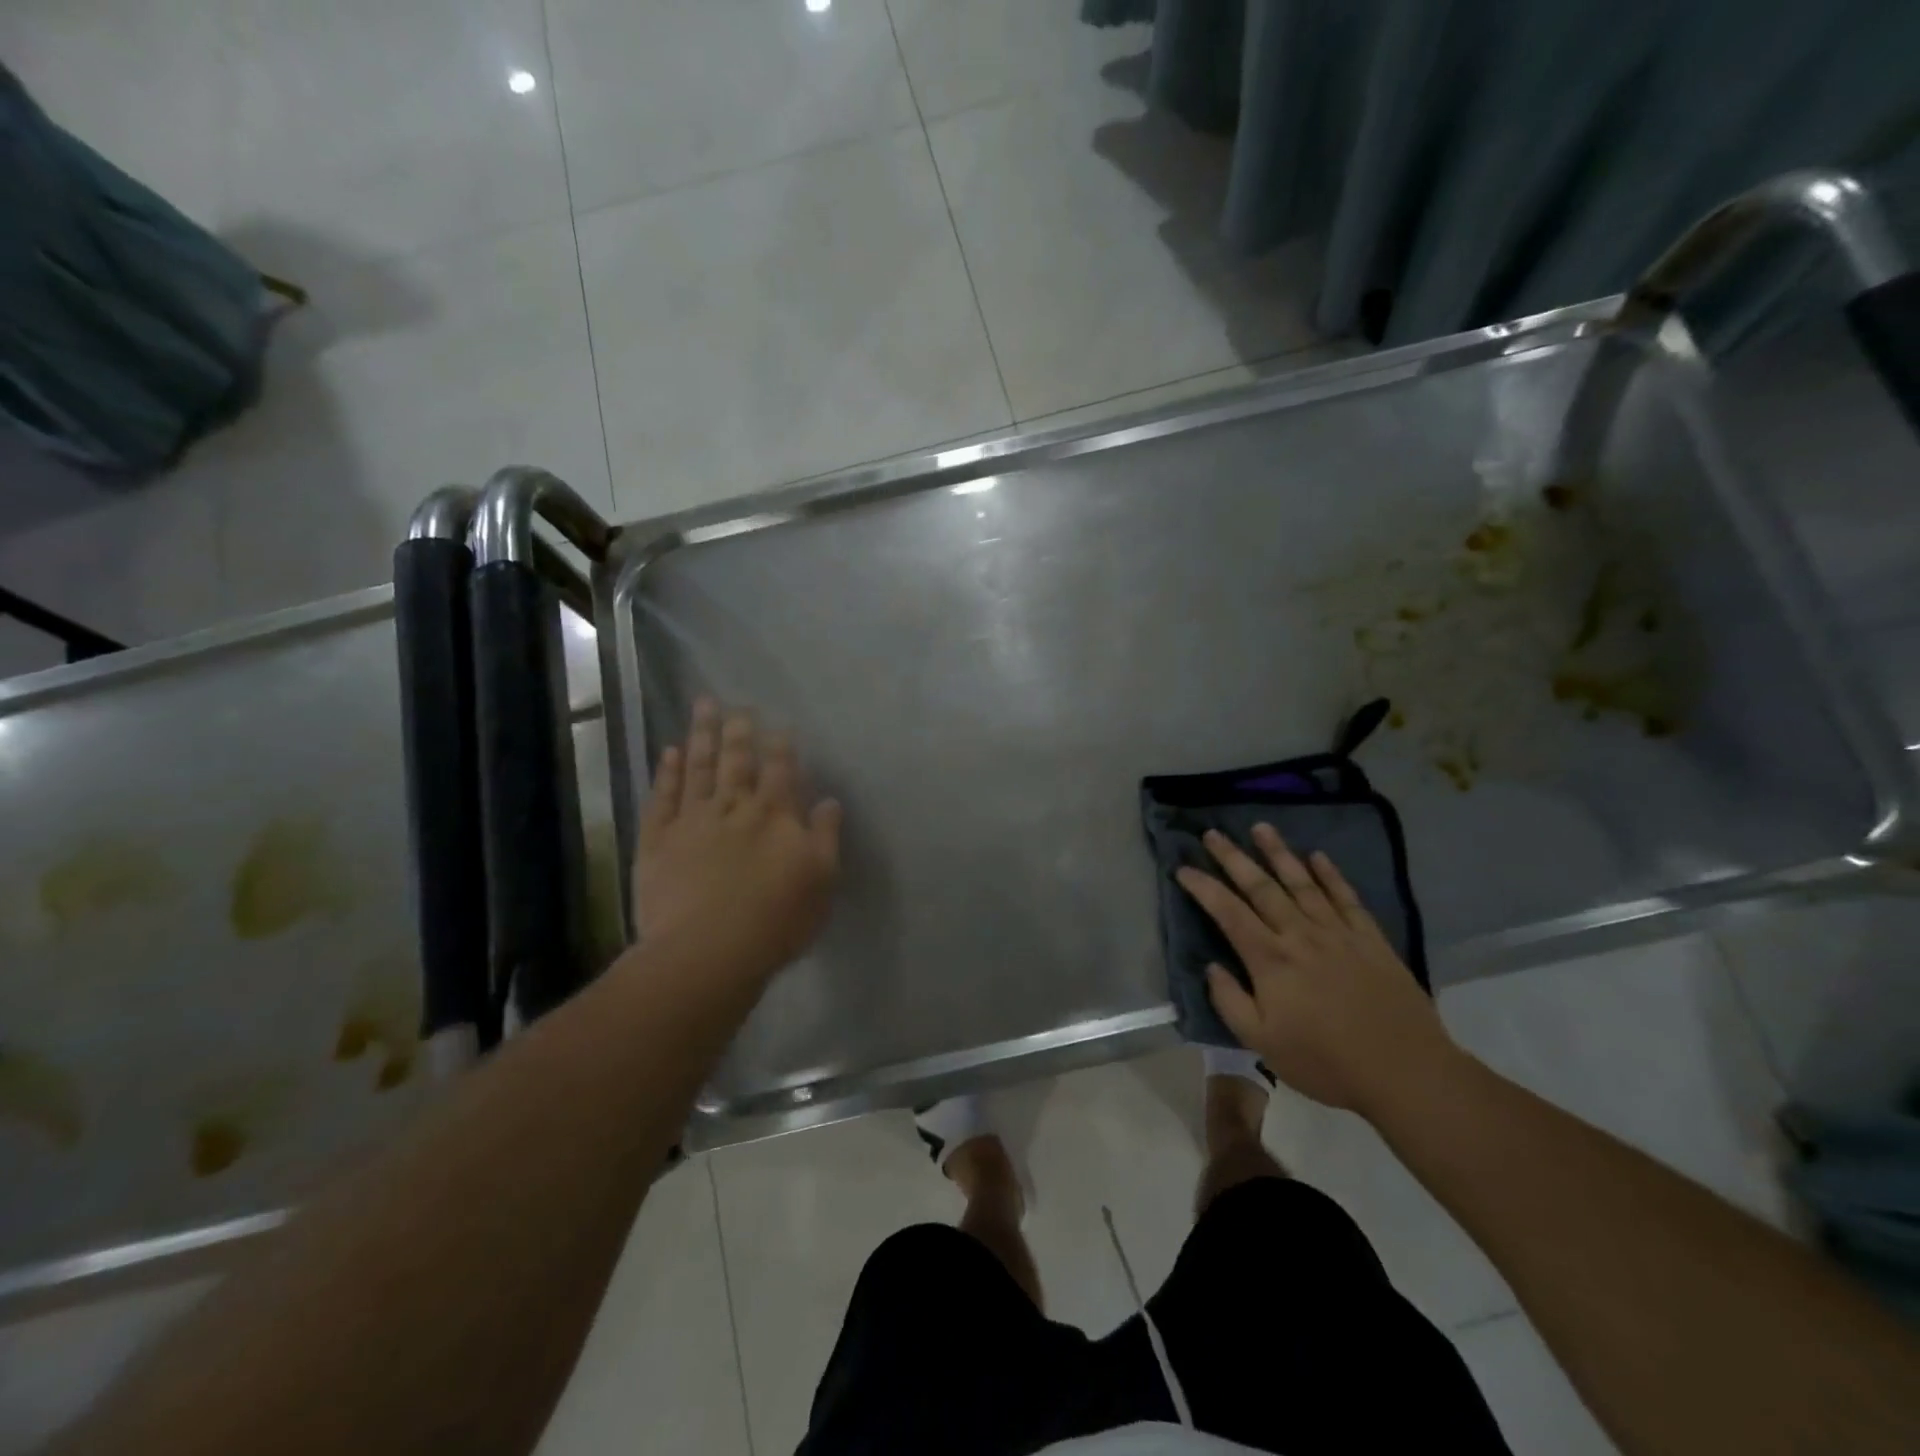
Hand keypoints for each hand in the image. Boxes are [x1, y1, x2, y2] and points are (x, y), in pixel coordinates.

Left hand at [632, 699, 841, 984]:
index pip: (780, 771)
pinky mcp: (658, 842)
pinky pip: (662, 798)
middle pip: (737, 761)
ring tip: (703, 707)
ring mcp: (692, 822)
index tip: (779, 724)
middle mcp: (733, 809)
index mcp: (774, 816)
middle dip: (739, 731)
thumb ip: (826, 836)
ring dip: (701, 737)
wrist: (707, 952)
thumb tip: (829, 800)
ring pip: (698, 769)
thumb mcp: (821, 881)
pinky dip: (666, 774)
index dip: (781, 746)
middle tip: (736, 703)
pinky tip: (668, 754)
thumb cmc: (775, 921)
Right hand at [1177, 826, 1457, 1117]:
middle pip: (1260, 887)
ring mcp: (1337, 933)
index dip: (1203, 887)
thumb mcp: (1262, 1043)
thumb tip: (1211, 967)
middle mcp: (1300, 935)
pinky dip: (1330, 875)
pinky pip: (1346, 897)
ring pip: (1302, 883)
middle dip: (1233, 858)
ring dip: (1278, 853)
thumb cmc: (1325, 1062)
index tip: (1182, 868)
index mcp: (1270, 960)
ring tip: (1261, 827)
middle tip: (1213, 833)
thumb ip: (1230, 1002)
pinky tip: (1318, 857)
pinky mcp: (1370, 939)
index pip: (1227, 912)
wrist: (1405, 1071)